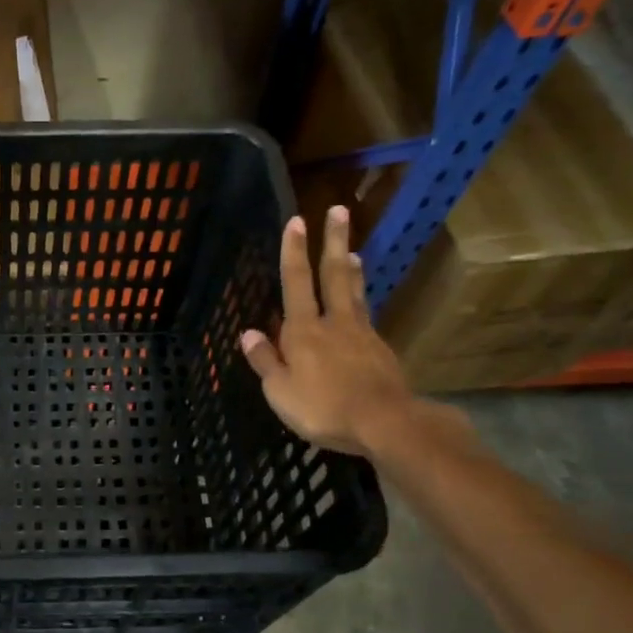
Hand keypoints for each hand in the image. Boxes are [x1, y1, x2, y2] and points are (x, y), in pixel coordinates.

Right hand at [240, 205, 414, 455]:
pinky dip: (360, 301)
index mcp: (303, 330)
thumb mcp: (280, 391)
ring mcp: (361, 334)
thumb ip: (265, 360)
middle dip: (332, 241)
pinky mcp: (380, 350)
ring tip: (351, 251)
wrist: (385, 422)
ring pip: (353, 293)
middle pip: (332, 275)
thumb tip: (247, 333)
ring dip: (350, 269)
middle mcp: (333, 322)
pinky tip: (359, 305)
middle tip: (338, 211)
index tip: (296, 220)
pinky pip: (365, 316)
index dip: (293, 251)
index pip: (295, 282)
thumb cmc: (322, 407)